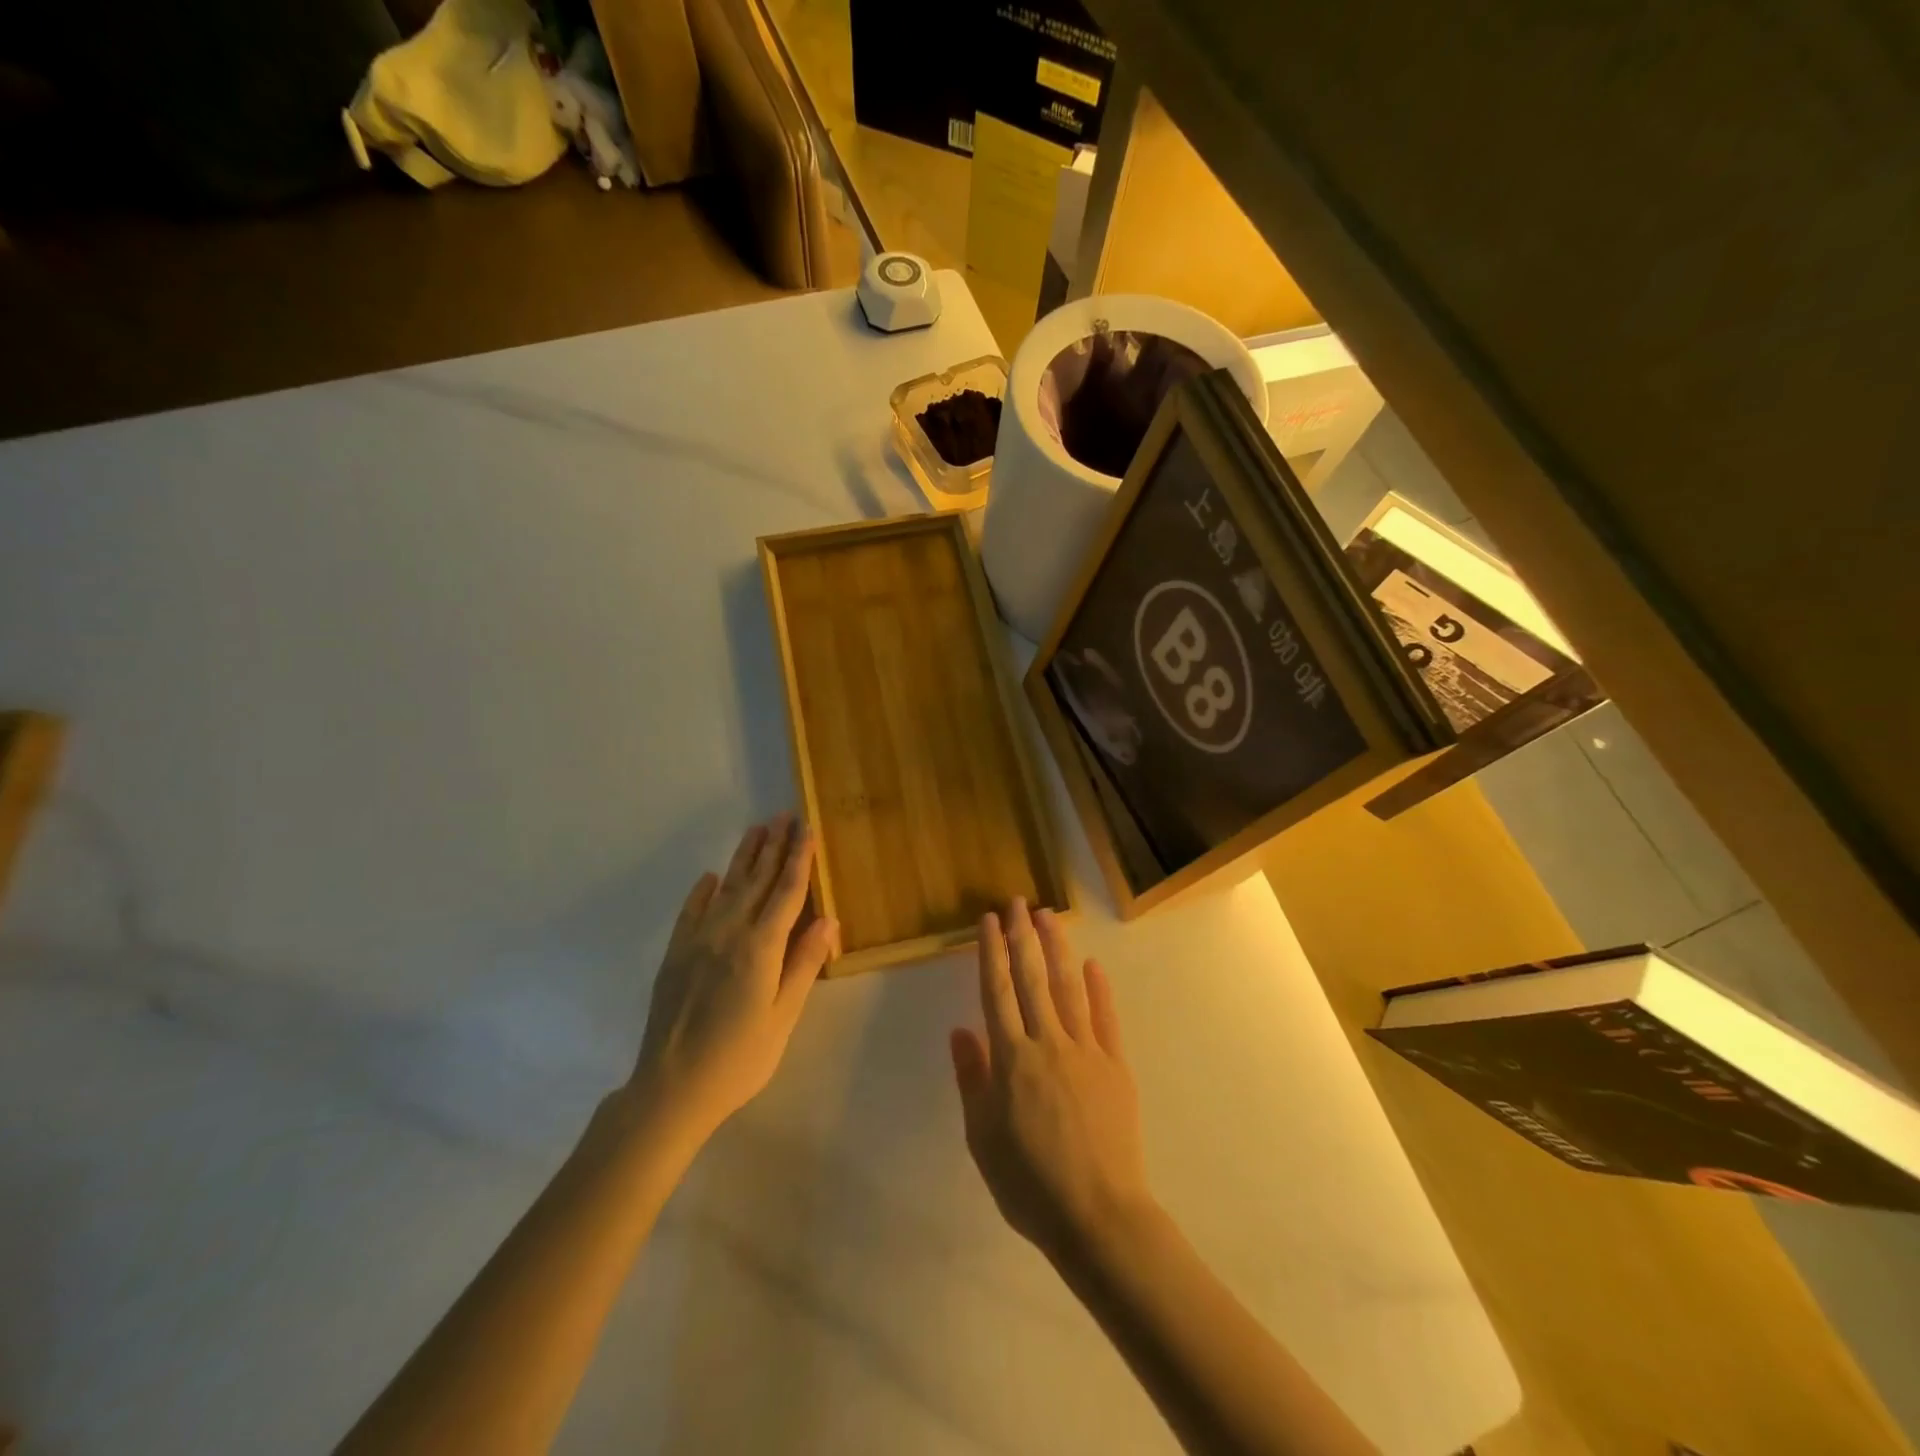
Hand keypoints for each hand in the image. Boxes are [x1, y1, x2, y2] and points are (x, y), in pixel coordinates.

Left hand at [629, 813, 835, 1141]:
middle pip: (757, 880)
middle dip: (774, 846)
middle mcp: (729, 932)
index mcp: (760, 947)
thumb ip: (804, 964)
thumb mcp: (782, 1017)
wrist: (670, 1089)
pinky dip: (703, 890)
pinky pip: (691, 910)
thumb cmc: (739, 1058)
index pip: (786, 892)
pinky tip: (711, 876)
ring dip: (744, 857)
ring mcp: (697, 940)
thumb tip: (828, 918)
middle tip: (785, 815)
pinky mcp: (675, 954)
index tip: (807, 829)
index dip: (799, 859)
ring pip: (726, 887)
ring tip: (757, 829)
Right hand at [950, 899, 1154, 1265]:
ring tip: (1048, 916)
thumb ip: (973, 1079)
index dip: (991, 952)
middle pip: (1031, 978)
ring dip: (1057, 948)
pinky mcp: (1115, 1065)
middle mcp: (1047, 1042)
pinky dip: (1099, 989)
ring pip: (1068, 987)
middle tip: (1017, 902)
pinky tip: (1093, 965)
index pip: (997, 991)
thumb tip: (961, 1030)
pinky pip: (1105, 1018)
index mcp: (1011, 1059)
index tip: (989, 921)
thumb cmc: (1029, 1183)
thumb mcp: (983, 1138)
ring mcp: (1086, 1051)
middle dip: (1022, 936)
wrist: (1098, 1216)